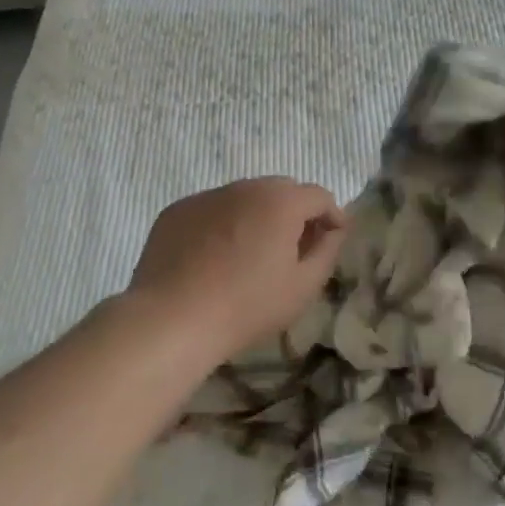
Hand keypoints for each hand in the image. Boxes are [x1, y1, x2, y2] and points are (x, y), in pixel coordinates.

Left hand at [128, 178, 347, 354]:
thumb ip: (327, 251)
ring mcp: (207, 196)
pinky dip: (222, 225)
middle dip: (295, 213)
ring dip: (257, 216)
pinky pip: (212, 210)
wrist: (171, 319)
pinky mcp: (178, 210)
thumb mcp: (303, 287)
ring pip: (244, 198)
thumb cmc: (247, 305)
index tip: (331, 240)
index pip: (319, 196)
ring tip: (250, 255)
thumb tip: (333, 230)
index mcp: (281, 201)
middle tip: (292, 249)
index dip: (331, 216)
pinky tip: (214, 259)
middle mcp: (246, 187)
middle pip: (282, 190)